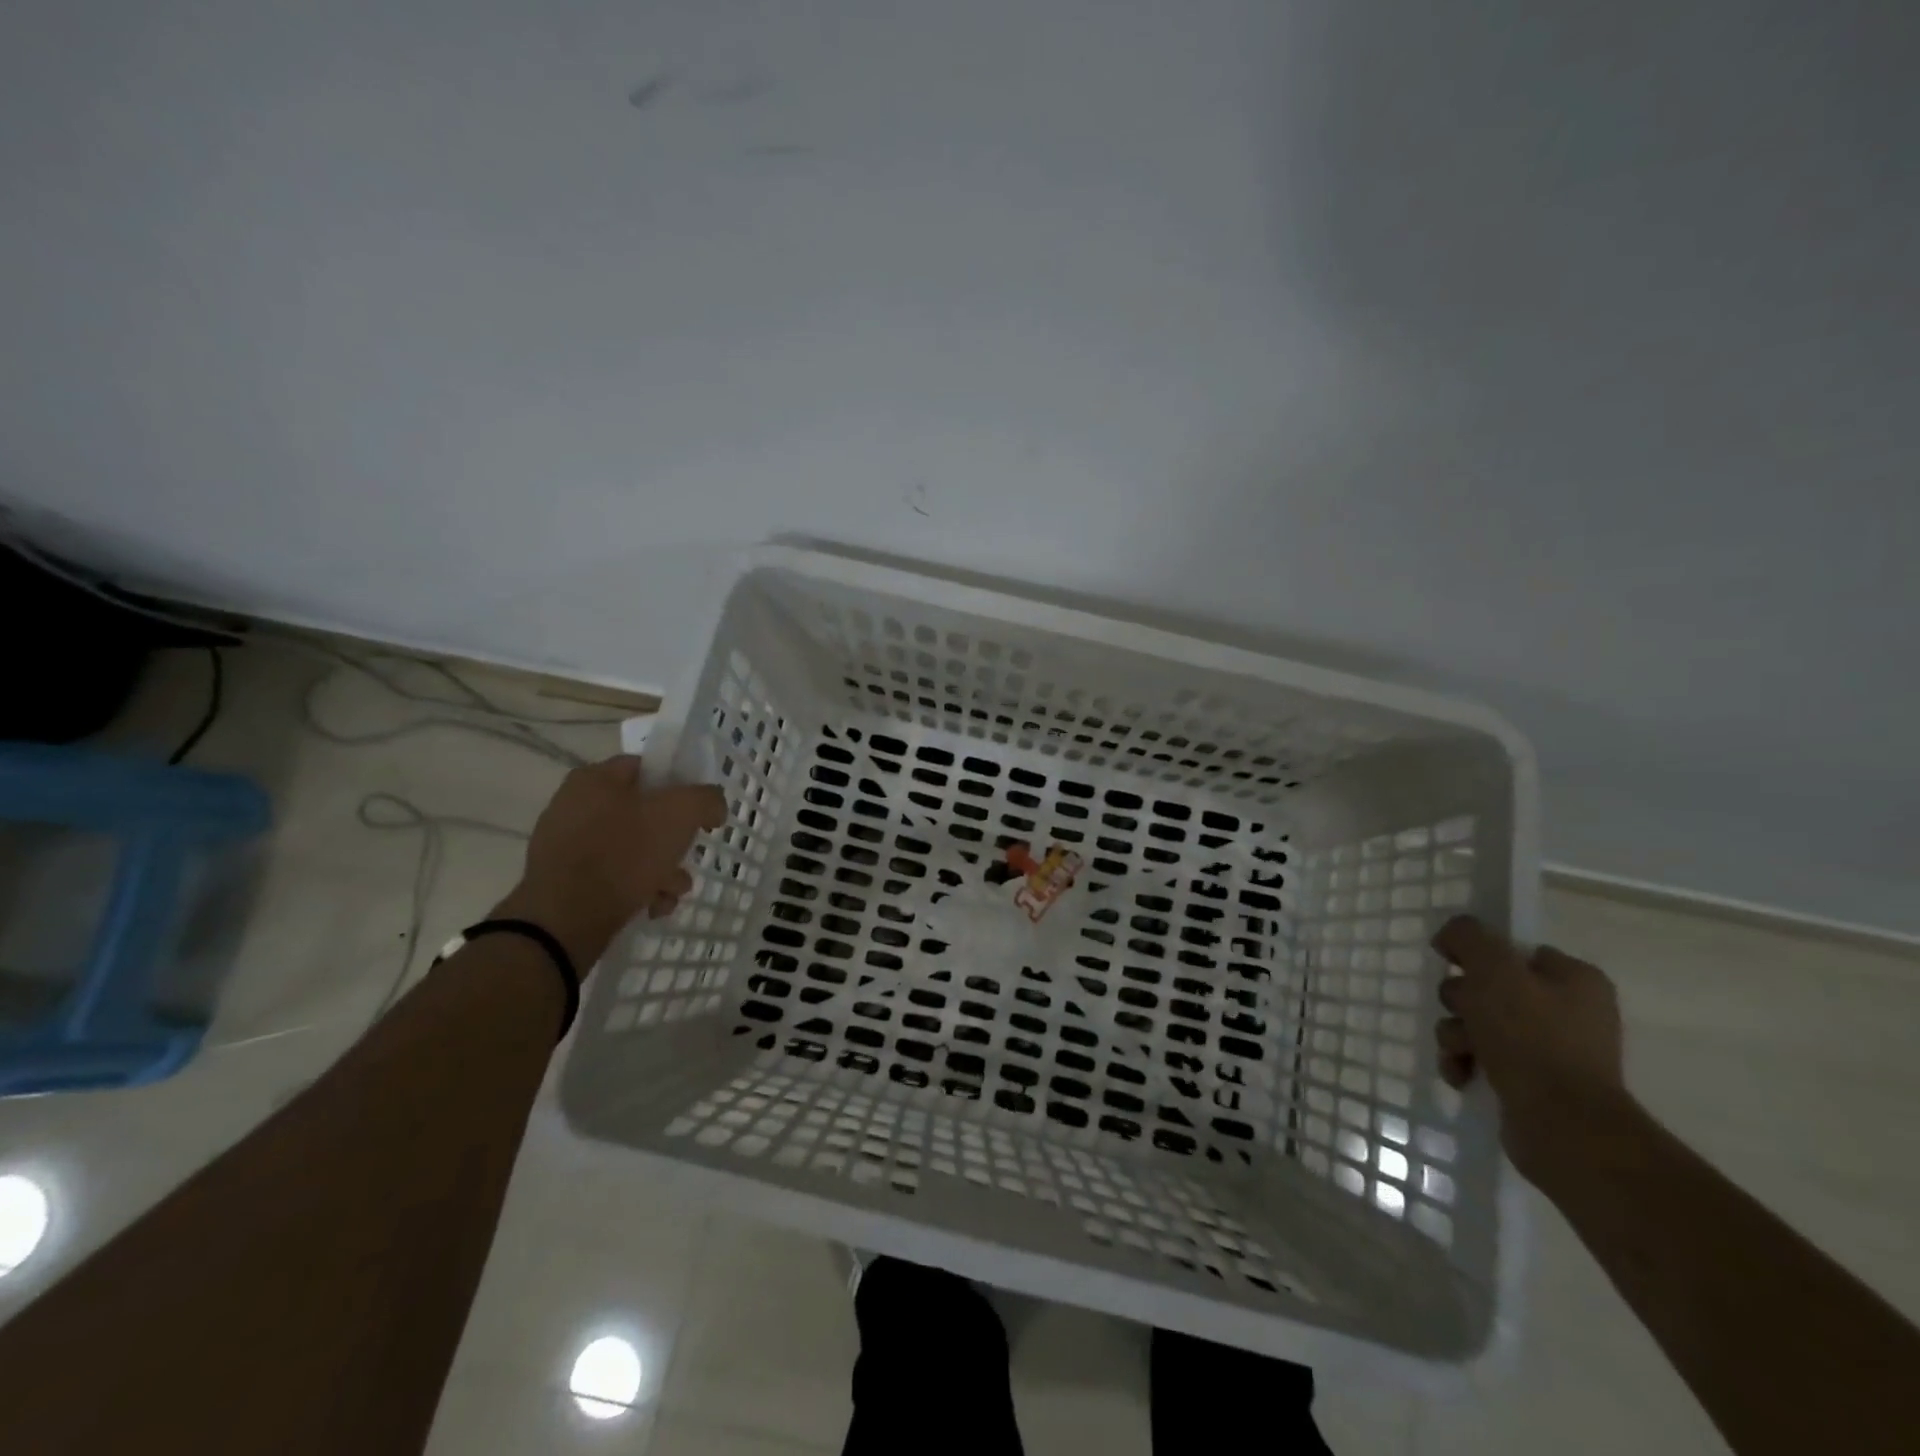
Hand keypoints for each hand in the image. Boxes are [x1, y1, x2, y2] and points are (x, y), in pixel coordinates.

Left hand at [494, 755, 726, 969]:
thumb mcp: (680, 813)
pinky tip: (652, 906)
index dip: (680, 786)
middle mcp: (576, 805)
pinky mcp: (566, 880)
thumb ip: (706, 799)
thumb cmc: (625, 853)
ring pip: (633, 848)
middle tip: (687, 856)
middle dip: (674, 840)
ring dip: (663, 870)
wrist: (566, 920)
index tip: (698, 812)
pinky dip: (638, 889)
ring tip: (672, 891)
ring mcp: (568, 844)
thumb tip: (712, 806)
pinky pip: (614, 875)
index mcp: (596, 778)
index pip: (649, 767)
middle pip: (645, 813)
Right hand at [1432, 915, 1627, 1181]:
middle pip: (1487, 986)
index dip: (1477, 956)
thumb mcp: (1493, 970)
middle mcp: (1568, 1010)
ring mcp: (1551, 1049)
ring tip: (1461, 1054)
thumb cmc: (1531, 1038)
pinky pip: (1481, 1058)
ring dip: (1456, 1035)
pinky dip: (1464, 1063)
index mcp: (1574, 979)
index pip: (1512, 950)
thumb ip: (1468, 937)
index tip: (1455, 966)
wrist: (1562, 1125)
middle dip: (1461, 1002)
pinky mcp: (1532, 1083)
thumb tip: (1451, 937)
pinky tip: (1461, 1075)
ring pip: (1476, 1023)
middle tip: (1464, 1015)